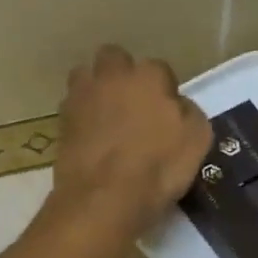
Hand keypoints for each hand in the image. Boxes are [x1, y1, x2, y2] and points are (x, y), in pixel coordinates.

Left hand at [53, 45, 211, 235]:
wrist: (103, 199)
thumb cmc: (157, 168)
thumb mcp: (196, 141)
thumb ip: (188, 113)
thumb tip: (177, 105)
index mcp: (149, 76)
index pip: (159, 69)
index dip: (163, 89)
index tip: (165, 112)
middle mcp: (112, 76)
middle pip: (115, 59)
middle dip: (122, 74)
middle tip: (132, 104)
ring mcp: (82, 96)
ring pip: (86, 76)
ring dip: (95, 89)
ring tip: (105, 116)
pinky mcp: (61, 121)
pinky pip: (72, 107)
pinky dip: (81, 116)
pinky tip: (90, 137)